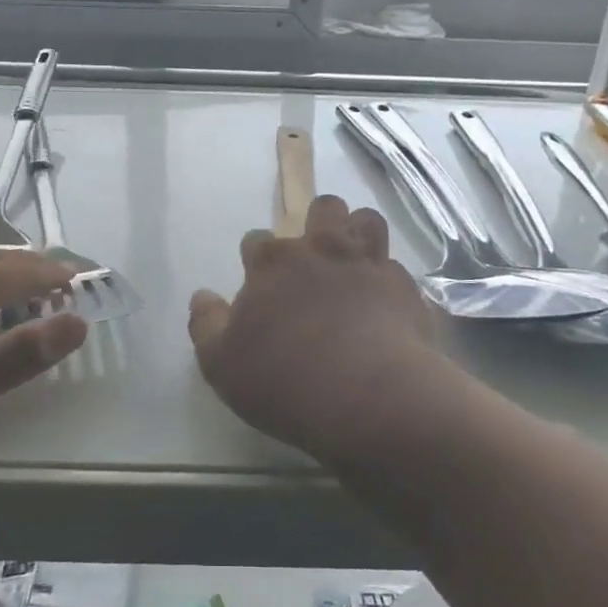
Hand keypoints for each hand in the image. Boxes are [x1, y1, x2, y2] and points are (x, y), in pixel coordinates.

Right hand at [188, 195, 434, 461]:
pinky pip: (395, 266)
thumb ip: (206, 325)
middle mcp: (320, 249)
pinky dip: (387, 278)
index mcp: (273, 263)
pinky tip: (383, 302)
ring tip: (353, 262)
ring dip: (358, 233)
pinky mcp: (404, 286)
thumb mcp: (221, 364)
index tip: (259, 282)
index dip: (257, 258)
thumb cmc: (285, 381)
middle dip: (316, 222)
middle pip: (322, 208)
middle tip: (314, 258)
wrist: (370, 398)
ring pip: (366, 219)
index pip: (257, 239)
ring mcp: (367, 263)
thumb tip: (202, 296)